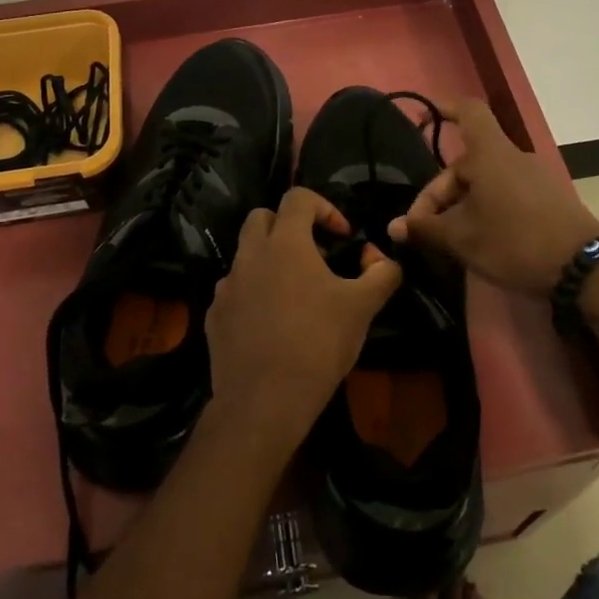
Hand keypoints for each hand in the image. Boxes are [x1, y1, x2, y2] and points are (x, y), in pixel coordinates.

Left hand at [207, 187, 402, 452]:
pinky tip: (271, 324)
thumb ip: (381, 274)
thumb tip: (384, 259)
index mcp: (285, 243)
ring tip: (293, 293)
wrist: (264, 400)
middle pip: (261, 217)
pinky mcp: (214, 316)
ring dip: (268, 262)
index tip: (342, 236)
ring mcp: (227, 286)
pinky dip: (252, 295)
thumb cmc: (318, 343)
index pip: (298, 198)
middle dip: (287, 225)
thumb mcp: (362, 307)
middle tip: (312, 254)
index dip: (324, 207)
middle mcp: (250, 255)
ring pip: (245, 256)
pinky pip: (234, 292)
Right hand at [387, 99, 598, 298]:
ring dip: (462, 204)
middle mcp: (512, 157)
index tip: (423, 113)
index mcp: (490, 153)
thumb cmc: (513, 241)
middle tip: (423, 229)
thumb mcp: (462, 238)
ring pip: (485, 182)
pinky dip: (486, 209)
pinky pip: (505, 194)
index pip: (468, 112)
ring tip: (448, 239)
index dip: (445, 108)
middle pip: (467, 162)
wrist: (583, 268)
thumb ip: (426, 228)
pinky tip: (478, 240)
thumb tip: (395, 227)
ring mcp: (534, 178)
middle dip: (440, 193)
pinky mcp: (548, 199)